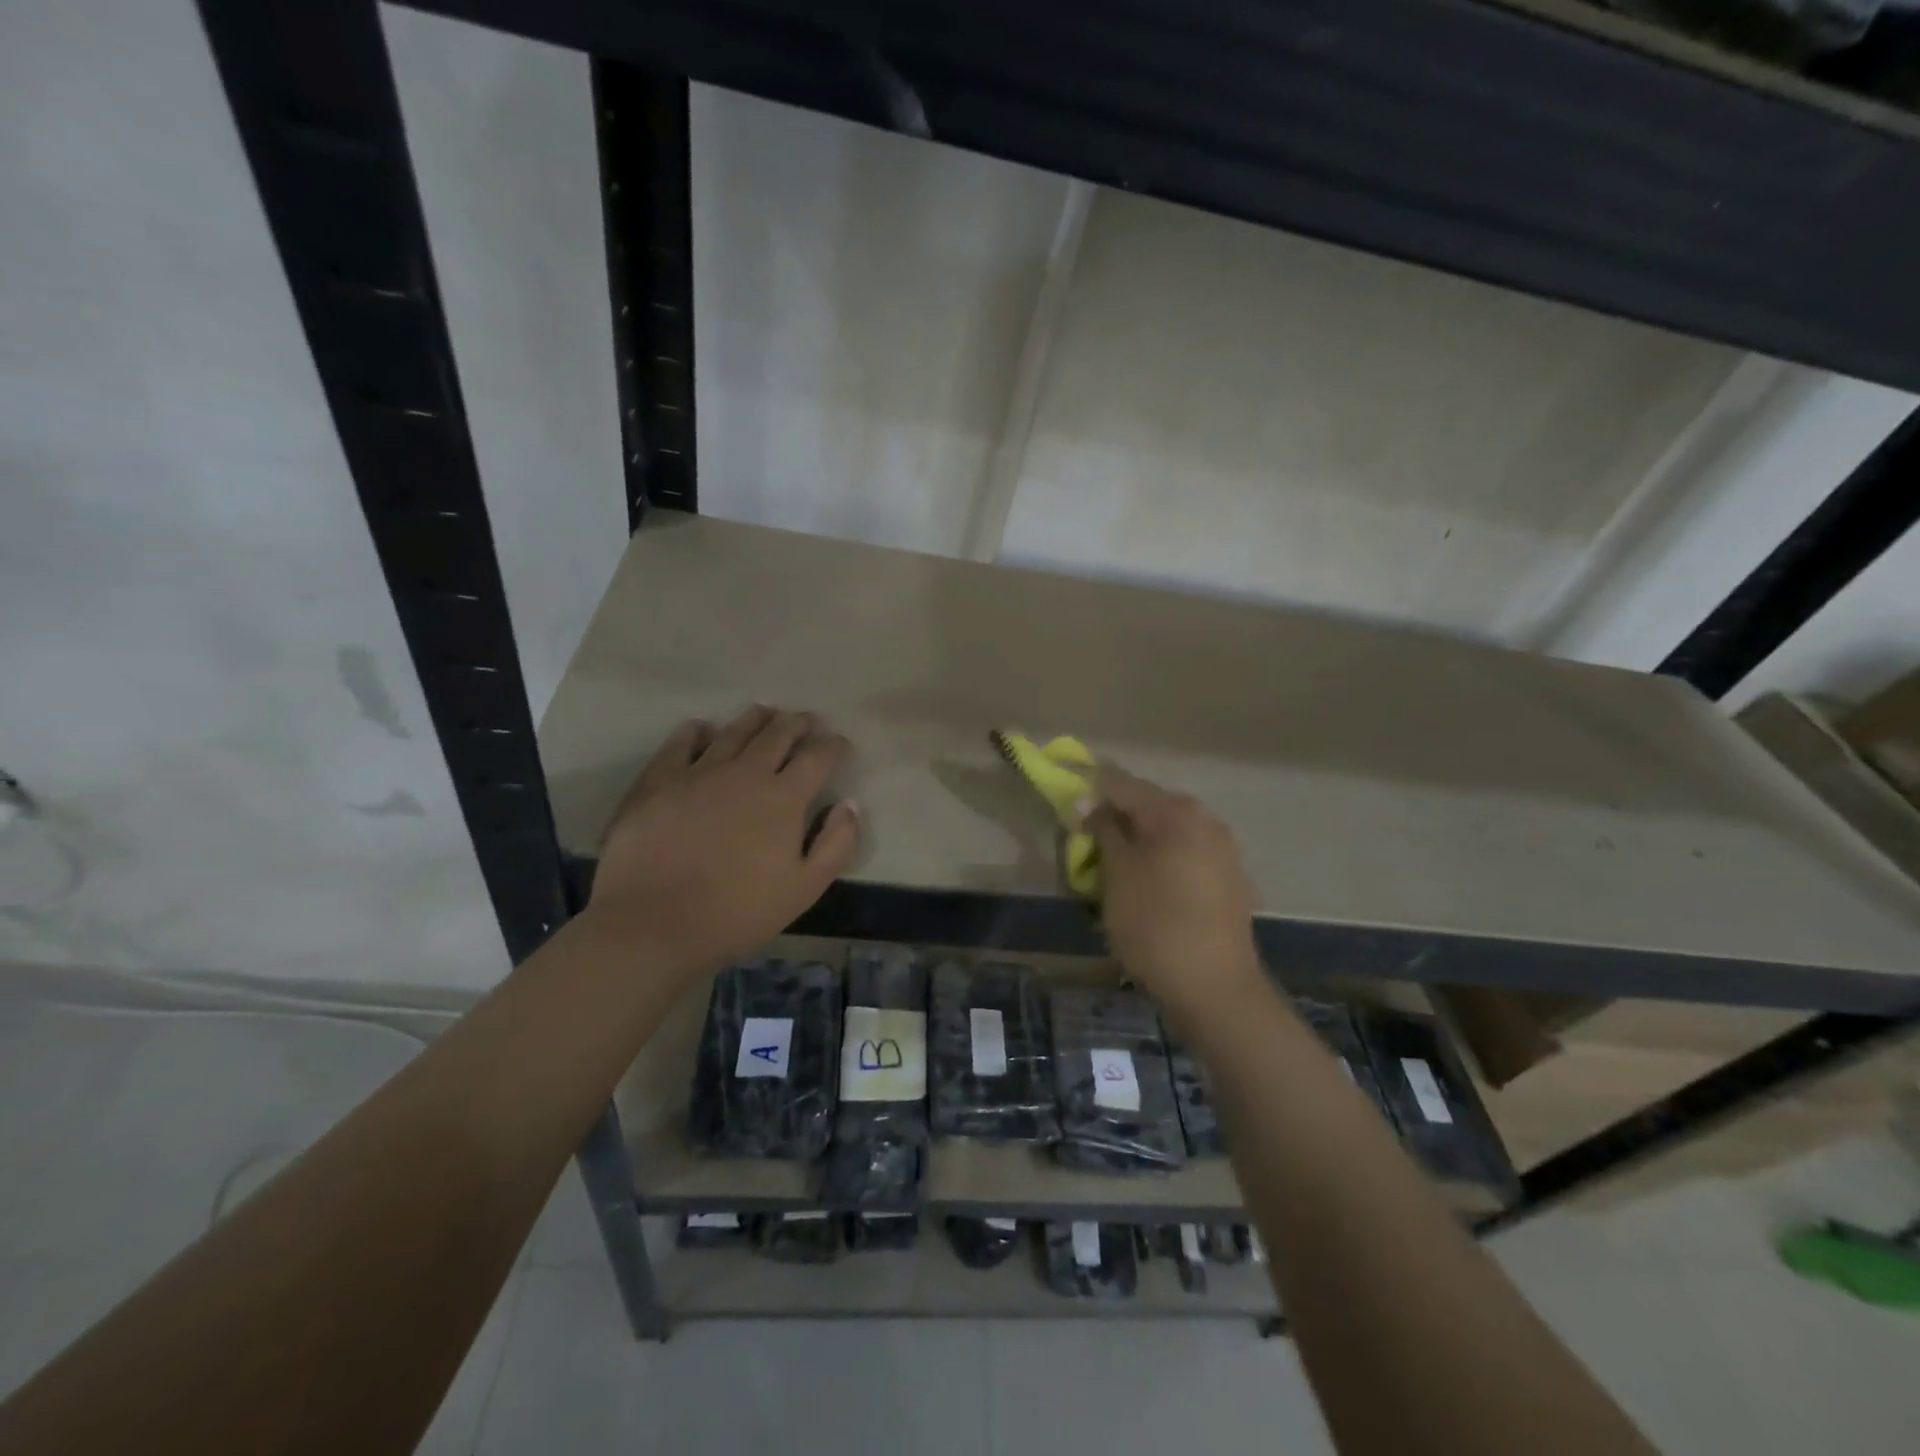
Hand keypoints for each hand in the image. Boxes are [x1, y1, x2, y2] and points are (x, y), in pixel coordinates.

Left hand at [585, 706, 859, 972]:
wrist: (653, 923)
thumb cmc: (737, 912)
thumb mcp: (805, 889)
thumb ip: (836, 844)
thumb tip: (850, 804)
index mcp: (784, 798)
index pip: (818, 758)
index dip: (833, 746)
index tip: (840, 743)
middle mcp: (745, 772)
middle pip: (777, 735)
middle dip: (796, 724)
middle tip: (805, 720)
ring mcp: (699, 772)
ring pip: (733, 732)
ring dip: (754, 720)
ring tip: (764, 713)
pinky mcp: (658, 780)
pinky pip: (681, 743)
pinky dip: (696, 731)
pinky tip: (701, 728)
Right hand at [1084, 766, 1262, 1017]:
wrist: (1215, 987)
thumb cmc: (1155, 923)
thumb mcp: (1117, 873)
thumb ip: (1103, 830)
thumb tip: (1090, 802)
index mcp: (1176, 810)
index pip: (1121, 784)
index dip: (1090, 792)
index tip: (1068, 810)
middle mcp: (1206, 819)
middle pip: (1148, 806)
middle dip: (1116, 821)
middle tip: (1088, 846)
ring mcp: (1224, 850)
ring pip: (1169, 833)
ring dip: (1140, 843)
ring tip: (1116, 871)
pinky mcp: (1231, 880)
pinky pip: (1187, 857)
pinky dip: (1163, 863)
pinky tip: (1150, 890)